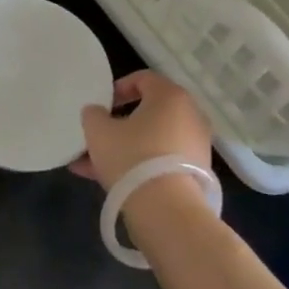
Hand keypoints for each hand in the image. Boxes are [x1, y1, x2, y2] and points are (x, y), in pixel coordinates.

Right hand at [72, 70, 213, 189]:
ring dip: (125, 148)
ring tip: (92, 165)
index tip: (102, 105)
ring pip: (152, 140)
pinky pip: (162, 161)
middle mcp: (190, 115)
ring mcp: (196, 145)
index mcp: (170, 96)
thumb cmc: (132, 157)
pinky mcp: (196, 173)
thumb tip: (96, 112)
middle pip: (149, 112)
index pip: (143, 79)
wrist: (167, 210)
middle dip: (120, 124)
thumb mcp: (99, 132)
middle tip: (99, 135)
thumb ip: (93, 115)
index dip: (118, 88)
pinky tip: (110, 182)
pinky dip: (140, 165)